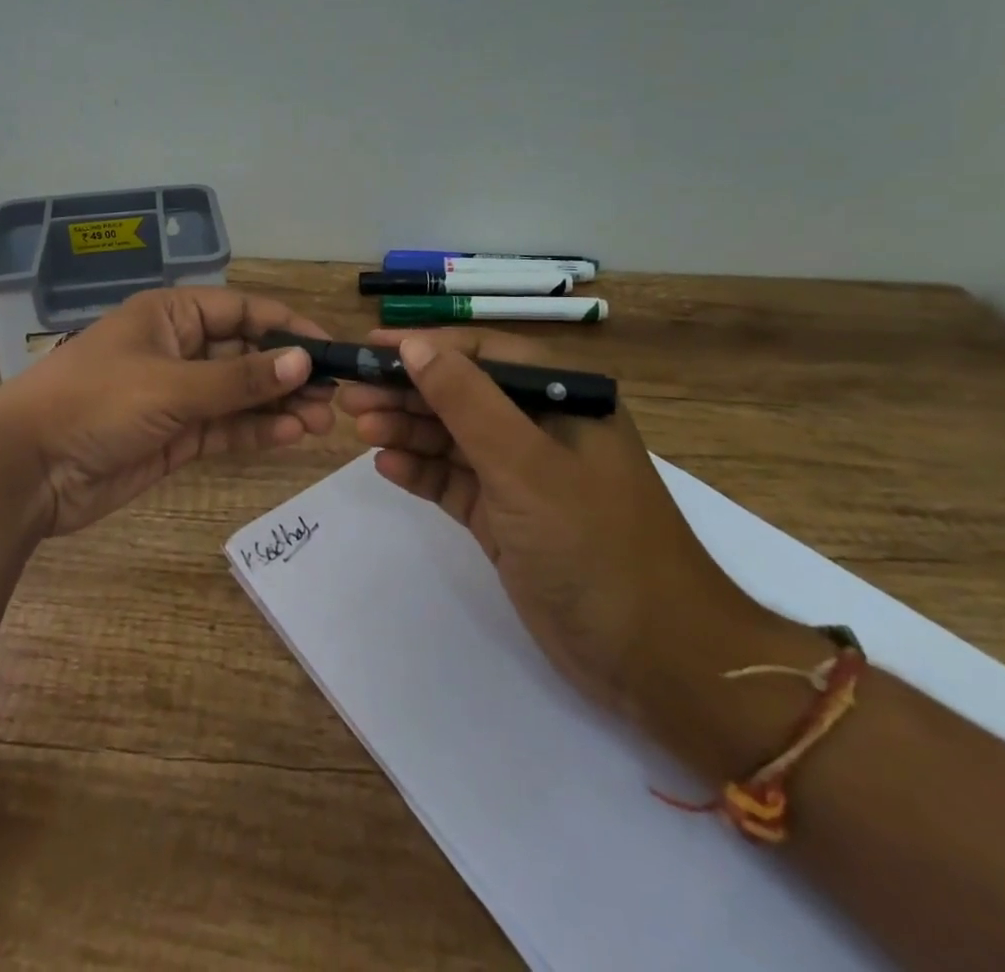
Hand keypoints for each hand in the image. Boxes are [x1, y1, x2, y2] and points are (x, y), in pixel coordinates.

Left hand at [0, 288, 334, 536]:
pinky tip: (290, 435)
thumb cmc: (95, 403)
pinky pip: (224, 427)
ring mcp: (175, 395)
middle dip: (287, 371)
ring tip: (320, 421)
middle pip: (245, 353)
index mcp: (169, 315)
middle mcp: (176, 349)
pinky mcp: (173, 437)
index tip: (329, 349)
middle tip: (332, 397)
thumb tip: (303, 361)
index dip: (287, 326)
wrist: (26, 470)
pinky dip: (255, 430)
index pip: (241, 310)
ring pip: (239, 394)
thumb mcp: (170, 385)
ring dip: (278, 404)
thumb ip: (238, 378)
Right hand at [335, 328, 774, 722]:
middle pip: (461, 395)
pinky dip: (422, 472)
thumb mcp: (524, 464)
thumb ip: (466, 400)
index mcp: (563, 398)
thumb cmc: (595, 544)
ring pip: (453, 438)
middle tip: (349, 395)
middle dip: (406, 392)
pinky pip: (454, 482)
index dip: (425, 347)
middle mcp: (541, 429)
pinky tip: (386, 466)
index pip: (481, 355)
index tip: (369, 349)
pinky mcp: (507, 518)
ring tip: (359, 427)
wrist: (655, 660)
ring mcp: (523, 476)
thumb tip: (414, 345)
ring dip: (407, 429)